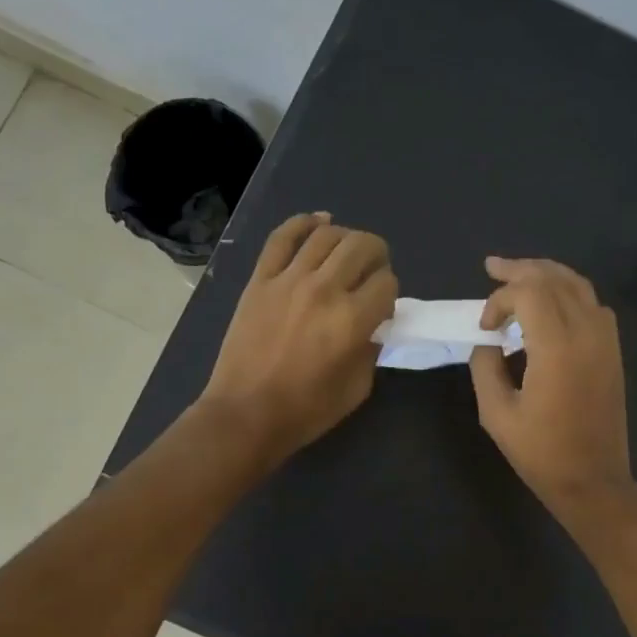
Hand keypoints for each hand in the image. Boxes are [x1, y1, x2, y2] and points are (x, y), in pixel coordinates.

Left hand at [196, 213, 396, 466]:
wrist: (246, 414)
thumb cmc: (306, 410)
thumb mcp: (357, 388)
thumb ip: (371, 349)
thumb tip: (372, 325)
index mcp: (352, 320)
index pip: (386, 283)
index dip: (390, 293)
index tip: (382, 307)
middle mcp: (323, 289)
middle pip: (362, 246)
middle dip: (377, 254)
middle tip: (374, 270)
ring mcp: (287, 280)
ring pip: (326, 235)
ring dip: (346, 237)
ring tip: (348, 252)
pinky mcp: (260, 280)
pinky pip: (282, 237)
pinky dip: (303, 222)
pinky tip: (318, 222)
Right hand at [469, 256, 636, 522]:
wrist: (593, 481)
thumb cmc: (541, 453)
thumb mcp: (496, 414)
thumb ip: (485, 368)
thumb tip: (486, 342)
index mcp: (558, 347)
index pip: (529, 292)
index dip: (500, 299)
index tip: (484, 327)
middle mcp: (588, 333)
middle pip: (555, 278)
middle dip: (521, 270)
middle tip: (493, 267)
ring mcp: (606, 340)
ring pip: (579, 285)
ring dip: (547, 275)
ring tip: (520, 275)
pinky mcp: (614, 352)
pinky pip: (594, 304)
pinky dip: (570, 293)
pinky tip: (552, 305)